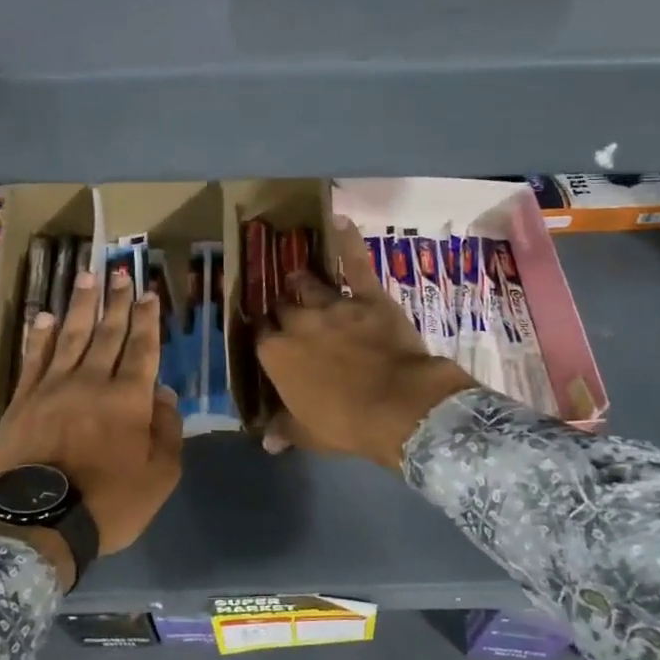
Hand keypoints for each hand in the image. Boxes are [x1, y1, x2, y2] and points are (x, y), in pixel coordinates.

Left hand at [0, 263, 182, 554]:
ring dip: (81, 306)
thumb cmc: (110, 502)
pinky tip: (45, 316)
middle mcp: (92, 381)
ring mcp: (53, 387)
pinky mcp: (23, 400)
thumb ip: (167, 431)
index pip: (142, 348)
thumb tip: (164, 394)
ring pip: (71, 336)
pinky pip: (33, 359)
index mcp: (128, 399)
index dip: (146, 319)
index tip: (149, 293)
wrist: (40, 522)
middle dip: (117, 301)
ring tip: (87, 277)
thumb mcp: (160, 476)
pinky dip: (40, 336)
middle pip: (108, 333)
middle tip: (120, 272)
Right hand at [257, 218, 476, 469]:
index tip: (267, 340)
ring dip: (302, 281)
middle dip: (281, 309)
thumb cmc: (346, 424)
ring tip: (297, 274)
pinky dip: (348, 242)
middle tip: (285, 311)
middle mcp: (298, 324)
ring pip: (309, 284)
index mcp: (277, 356)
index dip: (264, 337)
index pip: (260, 338)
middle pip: (281, 307)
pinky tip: (340, 220)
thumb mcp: (309, 434)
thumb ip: (285, 429)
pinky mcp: (367, 297)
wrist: (398, 406)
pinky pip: (355, 264)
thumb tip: (266, 440)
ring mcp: (333, 306)